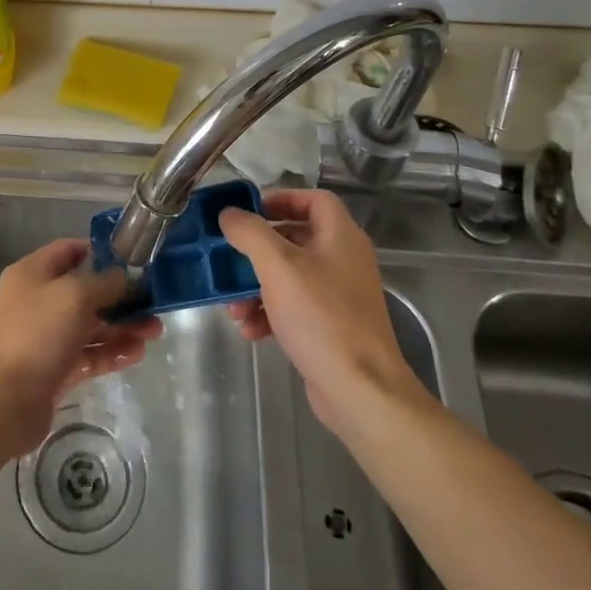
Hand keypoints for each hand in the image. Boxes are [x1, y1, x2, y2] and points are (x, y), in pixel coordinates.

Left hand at [0, 239, 163, 453]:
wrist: (4, 402)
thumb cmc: (37, 334)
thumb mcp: (75, 296)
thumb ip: (104, 282)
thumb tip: (123, 277)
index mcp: (32, 273)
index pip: (68, 251)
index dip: (99, 252)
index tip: (131, 260)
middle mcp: (37, 300)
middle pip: (84, 291)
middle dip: (119, 297)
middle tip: (152, 303)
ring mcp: (45, 336)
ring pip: (89, 325)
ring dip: (121, 327)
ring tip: (154, 332)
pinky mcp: (54, 369)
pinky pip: (87, 354)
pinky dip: (110, 352)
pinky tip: (137, 354)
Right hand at [220, 189, 421, 434]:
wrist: (361, 391)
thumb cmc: (321, 317)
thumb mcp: (278, 266)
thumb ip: (250, 233)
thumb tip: (229, 214)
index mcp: (340, 236)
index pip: (313, 199)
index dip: (281, 198)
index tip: (248, 211)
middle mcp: (343, 260)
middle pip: (294, 238)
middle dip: (256, 251)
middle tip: (229, 259)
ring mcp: (339, 295)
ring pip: (288, 276)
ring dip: (255, 287)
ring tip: (233, 306)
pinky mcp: (331, 326)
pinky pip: (293, 307)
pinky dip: (269, 313)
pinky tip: (250, 330)